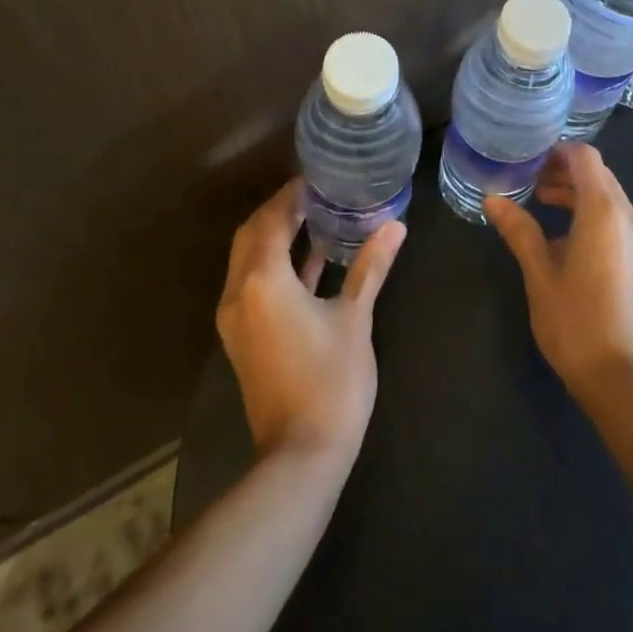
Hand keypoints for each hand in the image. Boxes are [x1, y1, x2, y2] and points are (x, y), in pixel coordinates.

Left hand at [215, 180, 406, 464]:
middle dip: (280, 209)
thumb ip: (371, 266)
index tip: (318, 176)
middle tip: (316, 192)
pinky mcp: (244, 336)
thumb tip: (395, 225)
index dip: (293, 194)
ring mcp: (237, 316)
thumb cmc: (331, 380)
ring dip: (275, 234)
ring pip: (249, 257)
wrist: (301, 455)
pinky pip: (253, 281)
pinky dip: (275, 263)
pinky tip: (311, 258)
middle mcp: (239, 291)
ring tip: (315, 215)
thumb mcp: (355, 317)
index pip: (273, 219)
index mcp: (263, 279)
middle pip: (253, 233)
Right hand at [485, 144, 632, 403]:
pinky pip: (617, 219)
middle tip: (529, 179)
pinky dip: (591, 213)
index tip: (529, 158)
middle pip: (598, 174)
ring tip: (541, 202)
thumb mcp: (540, 273)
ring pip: (609, 196)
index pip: (585, 158)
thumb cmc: (576, 322)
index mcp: (604, 211)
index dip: (557, 151)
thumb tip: (492, 198)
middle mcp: (629, 217)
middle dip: (564, 170)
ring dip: (577, 192)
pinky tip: (565, 236)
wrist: (623, 379)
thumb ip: (519, 230)